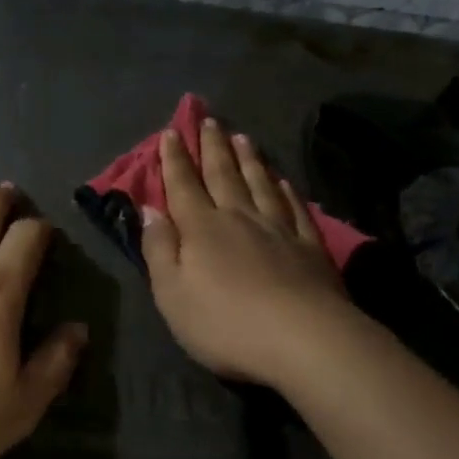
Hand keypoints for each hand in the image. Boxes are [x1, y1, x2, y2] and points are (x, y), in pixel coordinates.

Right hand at [141, 119, 355, 390]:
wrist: (303, 339)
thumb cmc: (225, 323)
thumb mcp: (172, 294)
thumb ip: (159, 249)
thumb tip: (149, 210)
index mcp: (202, 228)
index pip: (183, 185)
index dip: (175, 159)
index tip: (171, 132)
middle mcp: (239, 217)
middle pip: (223, 174)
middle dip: (213, 146)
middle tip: (209, 119)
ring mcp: (278, 229)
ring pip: (259, 183)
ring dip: (248, 159)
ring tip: (242, 137)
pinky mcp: (309, 246)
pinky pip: (294, 207)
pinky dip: (285, 189)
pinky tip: (282, 180)